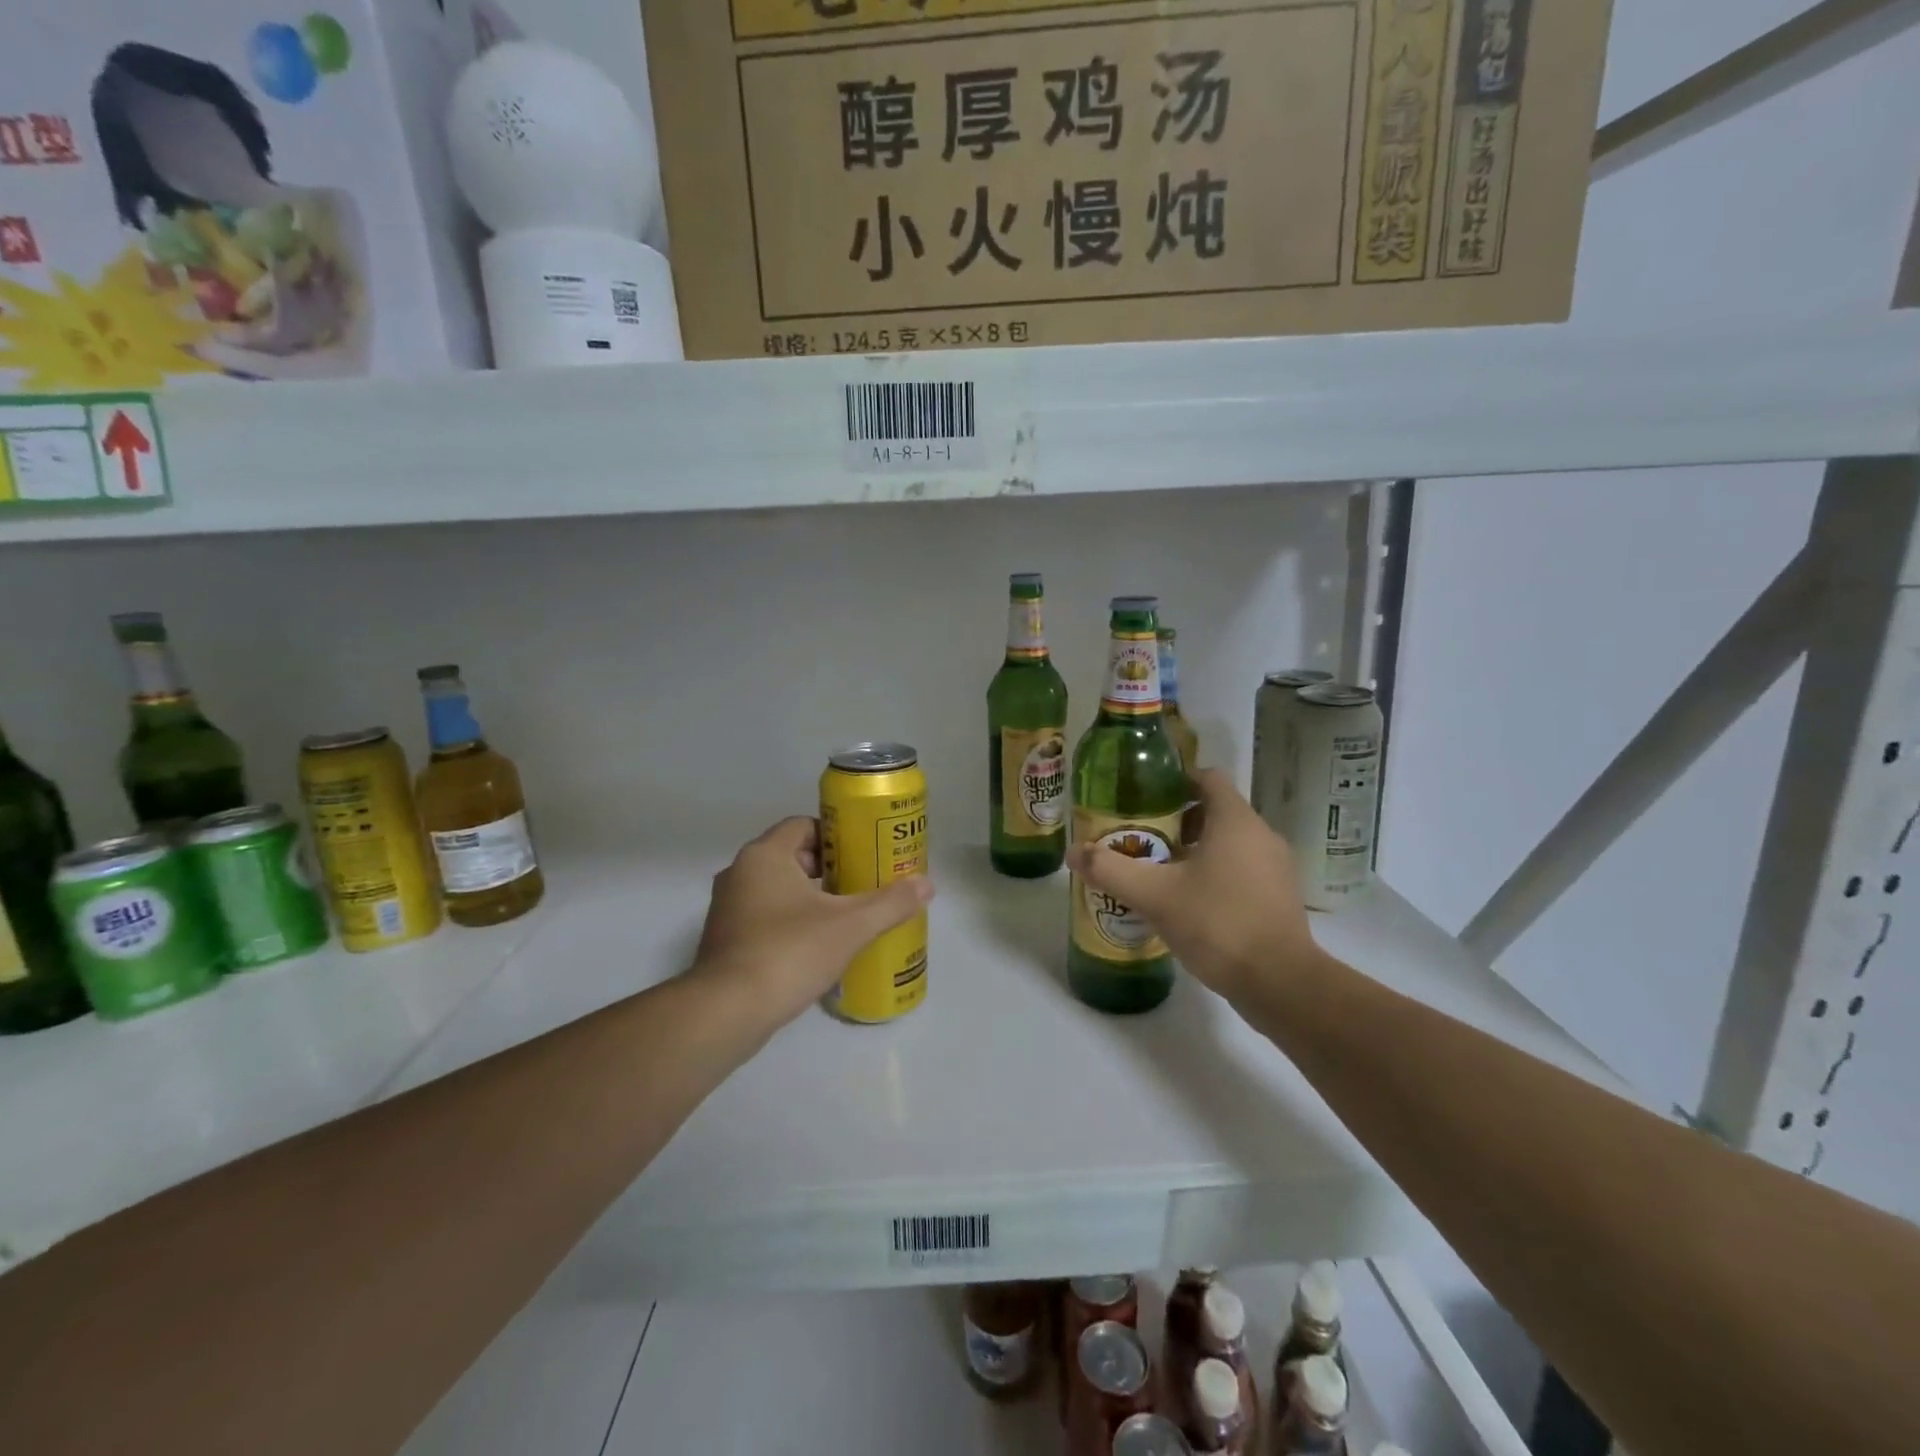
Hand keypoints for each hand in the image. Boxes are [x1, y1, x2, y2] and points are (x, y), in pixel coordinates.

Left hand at [692, 816, 933, 1031]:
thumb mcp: (850, 926)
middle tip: (861, 886)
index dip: (836, 836)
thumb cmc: (788, 952)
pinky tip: (816, 947)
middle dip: (828, 869)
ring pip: (777, 889)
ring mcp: (727, 908)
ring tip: (845, 917)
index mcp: (764, 856)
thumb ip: (890, 903)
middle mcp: (739, 873)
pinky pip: (763, 917)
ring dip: (809, 898)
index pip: (803, 825)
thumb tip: (927, 884)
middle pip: (792, 856)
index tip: (863, 855)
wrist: (727, 1012)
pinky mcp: (724, 939)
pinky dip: (789, 922)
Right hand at [1065, 769, 1320, 1006]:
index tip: (1144, 798)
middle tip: (1142, 839)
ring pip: (1228, 844)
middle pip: (1215, 812)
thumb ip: (1110, 870)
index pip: (1207, 778)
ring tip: (1158, 873)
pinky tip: (1187, 903)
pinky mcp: (1279, 899)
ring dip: (1194, 851)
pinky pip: (1241, 871)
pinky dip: (1214, 875)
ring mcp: (1276, 869)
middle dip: (1176, 822)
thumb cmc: (1218, 923)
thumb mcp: (1154, 895)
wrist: (1280, 984)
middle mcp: (1262, 836)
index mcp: (1235, 821)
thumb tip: (1074, 852)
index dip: (1175, 781)